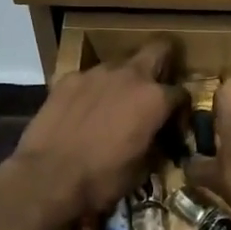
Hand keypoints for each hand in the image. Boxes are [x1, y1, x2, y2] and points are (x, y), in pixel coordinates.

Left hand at [10, 40, 185, 223]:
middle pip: (157, 50)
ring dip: (123, 80)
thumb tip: (158, 140)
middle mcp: (129, 75)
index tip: (174, 125)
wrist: (49, 177)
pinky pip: (88, 78)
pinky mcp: (67, 78)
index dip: (181, 110)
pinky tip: (82, 110)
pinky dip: (91, 90)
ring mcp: (96, 73)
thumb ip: (156, 144)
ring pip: (119, 64)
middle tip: (157, 84)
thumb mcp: (143, 169)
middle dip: (163, 61)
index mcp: (155, 99)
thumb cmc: (103, 179)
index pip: (181, 93)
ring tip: (113, 104)